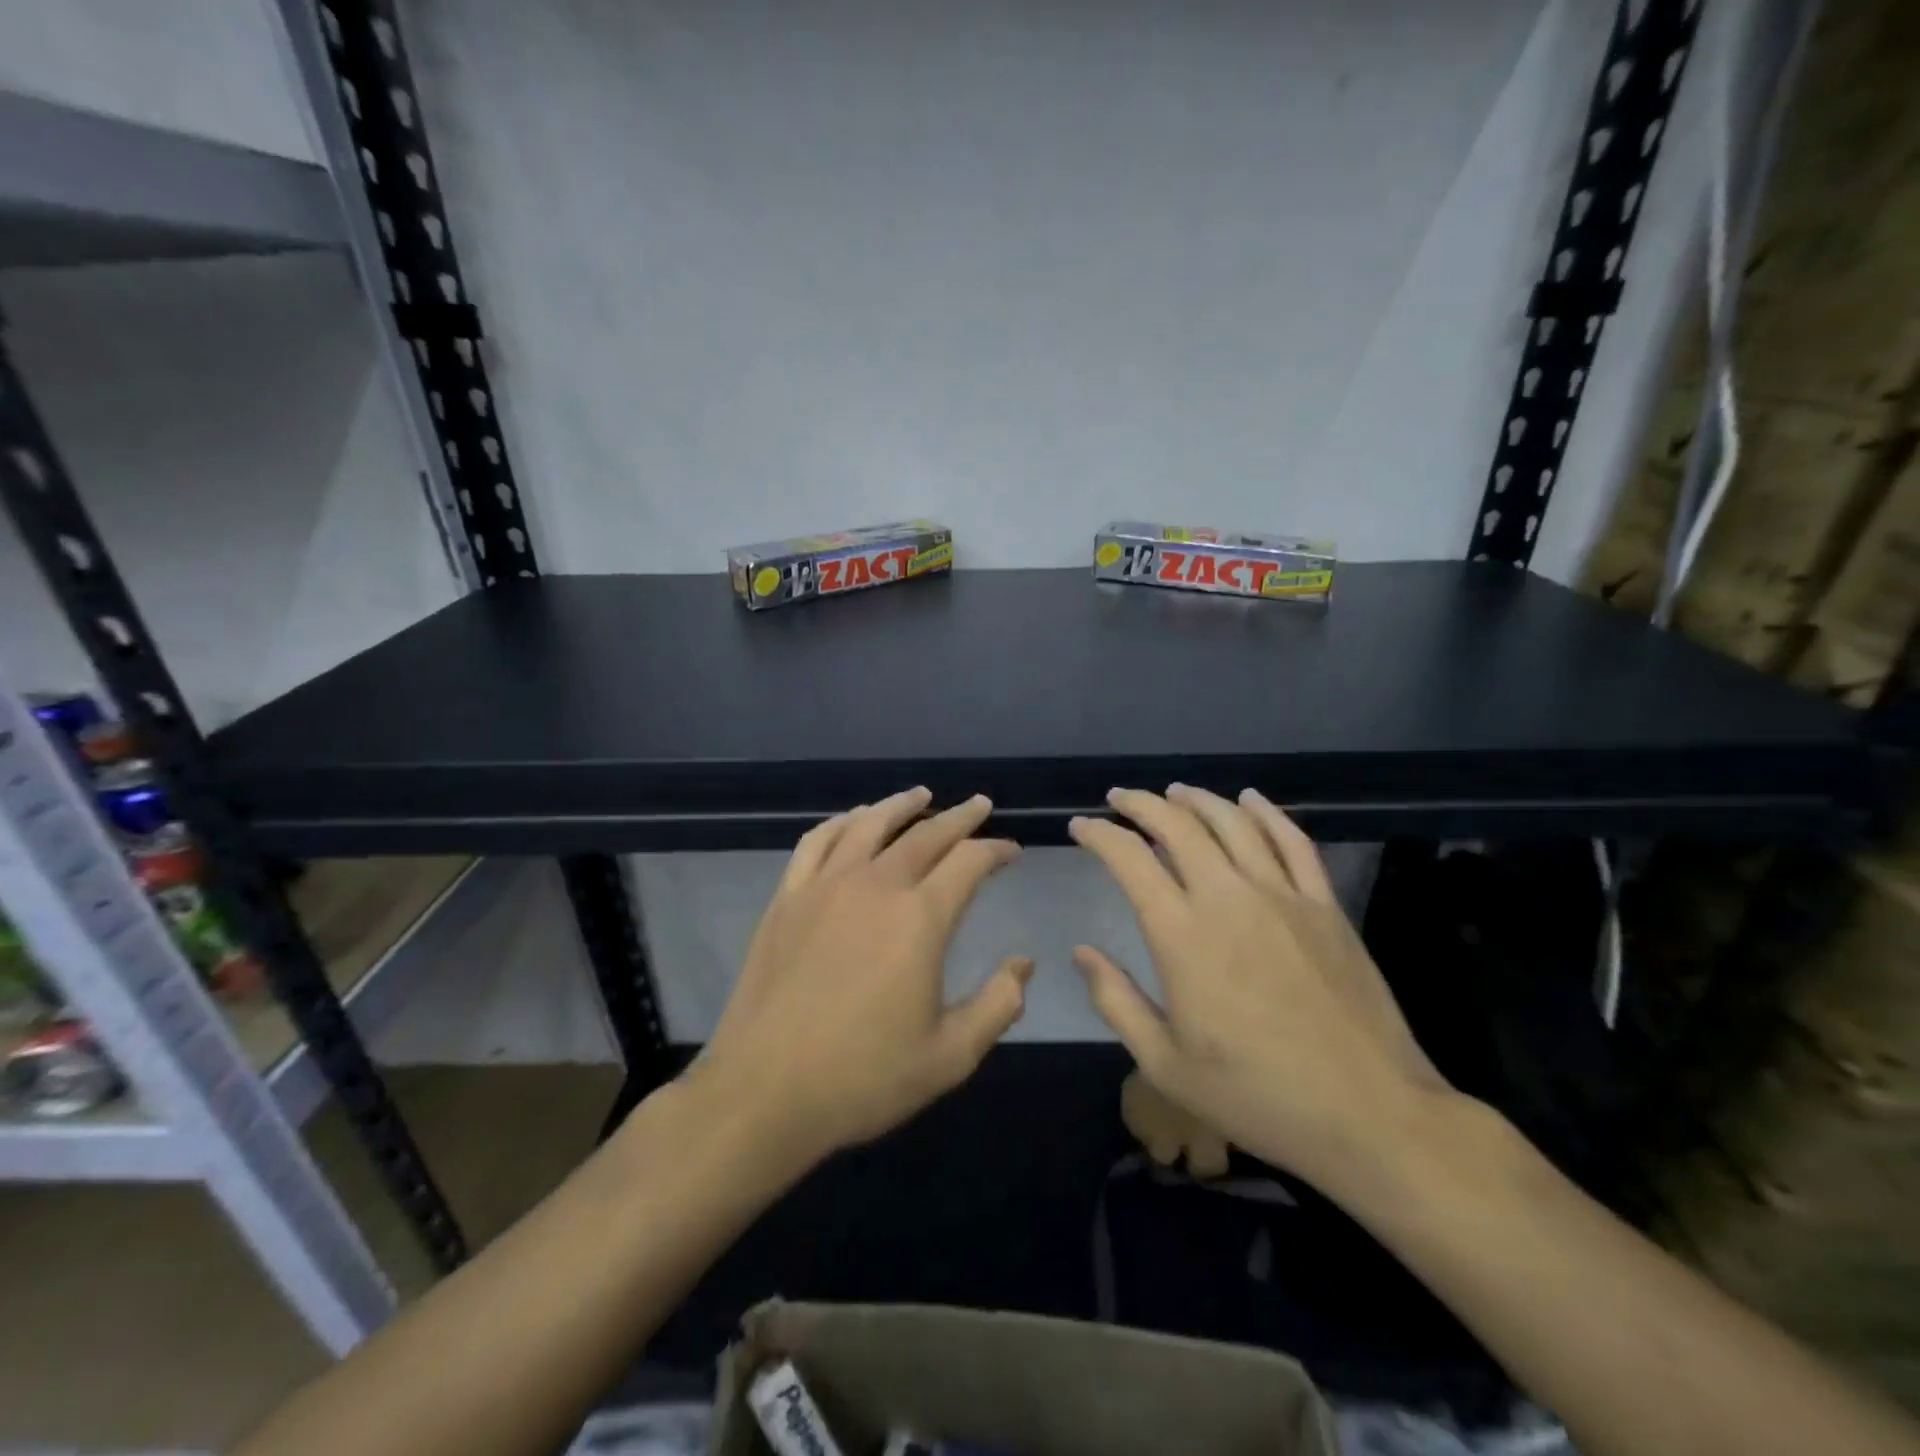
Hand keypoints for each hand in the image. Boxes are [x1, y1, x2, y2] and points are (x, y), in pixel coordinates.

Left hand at [697, 787, 1032, 1168]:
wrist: (763, 1092)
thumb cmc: (863, 1078)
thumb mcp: (949, 1055)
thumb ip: (998, 1004)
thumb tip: (1024, 964)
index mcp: (920, 919)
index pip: (969, 862)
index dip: (995, 850)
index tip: (1010, 851)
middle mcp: (875, 886)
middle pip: (925, 833)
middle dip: (959, 817)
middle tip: (979, 805)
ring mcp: (825, 887)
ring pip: (869, 825)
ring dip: (900, 805)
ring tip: (921, 795)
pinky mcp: (787, 898)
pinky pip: (817, 841)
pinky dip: (842, 821)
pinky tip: (853, 820)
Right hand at [1070, 785, 1450, 1194]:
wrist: (1370, 1115)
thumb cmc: (1257, 1095)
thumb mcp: (1165, 1064)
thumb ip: (1116, 1000)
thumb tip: (1081, 952)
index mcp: (1182, 935)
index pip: (1130, 859)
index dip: (1100, 835)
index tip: (1081, 827)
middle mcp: (1228, 898)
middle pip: (1178, 826)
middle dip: (1141, 804)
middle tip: (1120, 798)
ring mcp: (1283, 896)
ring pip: (1233, 822)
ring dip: (1197, 799)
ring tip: (1174, 792)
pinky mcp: (1325, 905)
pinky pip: (1293, 841)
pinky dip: (1267, 812)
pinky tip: (1250, 799)